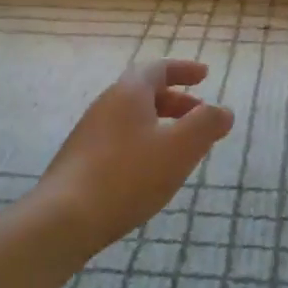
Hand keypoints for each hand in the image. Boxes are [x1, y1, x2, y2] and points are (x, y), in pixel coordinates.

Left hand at [34, 60, 234, 254]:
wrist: (64, 218)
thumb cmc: (128, 176)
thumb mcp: (179, 149)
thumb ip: (206, 125)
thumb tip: (223, 110)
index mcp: (128, 93)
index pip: (158, 69)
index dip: (184, 70)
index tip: (205, 75)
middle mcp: (106, 106)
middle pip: (144, 92)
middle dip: (176, 100)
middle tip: (200, 114)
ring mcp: (90, 134)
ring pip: (132, 118)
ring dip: (160, 123)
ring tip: (181, 146)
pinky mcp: (81, 161)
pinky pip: (120, 140)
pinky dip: (144, 143)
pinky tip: (152, 170)